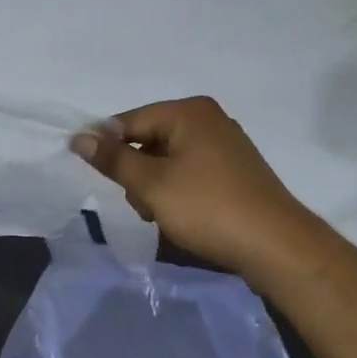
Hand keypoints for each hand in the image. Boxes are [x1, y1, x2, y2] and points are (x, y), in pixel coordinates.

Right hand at [71, 96, 318, 280]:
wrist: (276, 246)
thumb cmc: (207, 207)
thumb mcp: (152, 184)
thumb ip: (113, 159)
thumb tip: (79, 138)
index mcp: (189, 112)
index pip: (129, 121)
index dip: (107, 146)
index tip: (95, 176)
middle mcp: (208, 119)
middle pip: (149, 139)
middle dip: (137, 172)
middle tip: (142, 204)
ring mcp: (226, 145)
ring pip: (169, 159)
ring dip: (156, 186)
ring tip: (163, 216)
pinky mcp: (235, 171)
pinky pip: (191, 172)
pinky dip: (179, 191)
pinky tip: (182, 216)